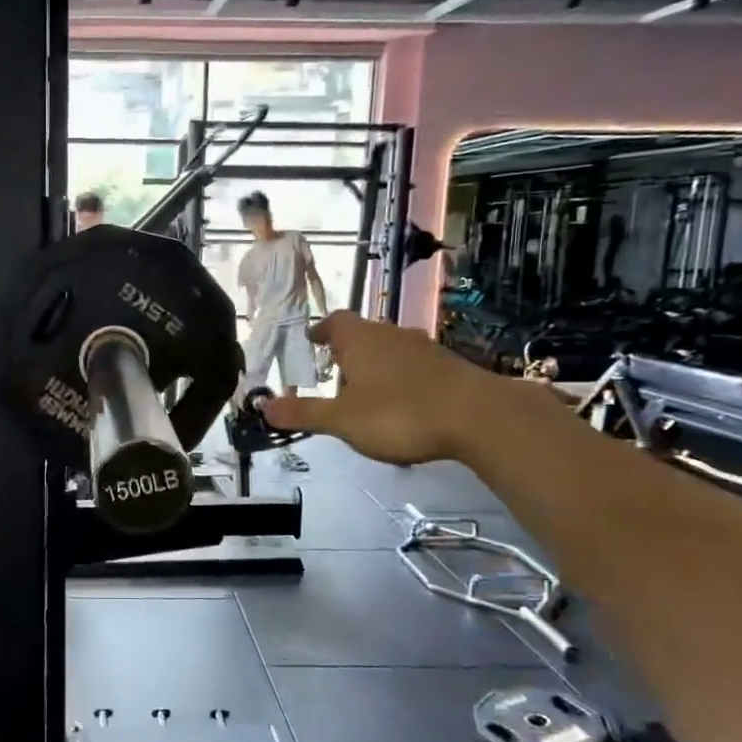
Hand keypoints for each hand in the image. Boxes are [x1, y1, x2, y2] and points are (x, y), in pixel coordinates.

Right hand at [260, 313, 502, 464]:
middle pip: (363, 334)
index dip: (321, 330)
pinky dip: (401, 379)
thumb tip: (262, 407)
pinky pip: (414, 366)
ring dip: (375, 366)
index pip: (335, 322)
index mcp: (360, 340)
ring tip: (365, 393)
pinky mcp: (449, 366)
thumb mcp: (342, 420)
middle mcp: (391, 335)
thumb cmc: (399, 413)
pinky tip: (402, 406)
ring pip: (390, 350)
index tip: (312, 341)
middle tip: (335, 374)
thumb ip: (303, 413)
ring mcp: (424, 349)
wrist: (479, 417)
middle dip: (347, 351)